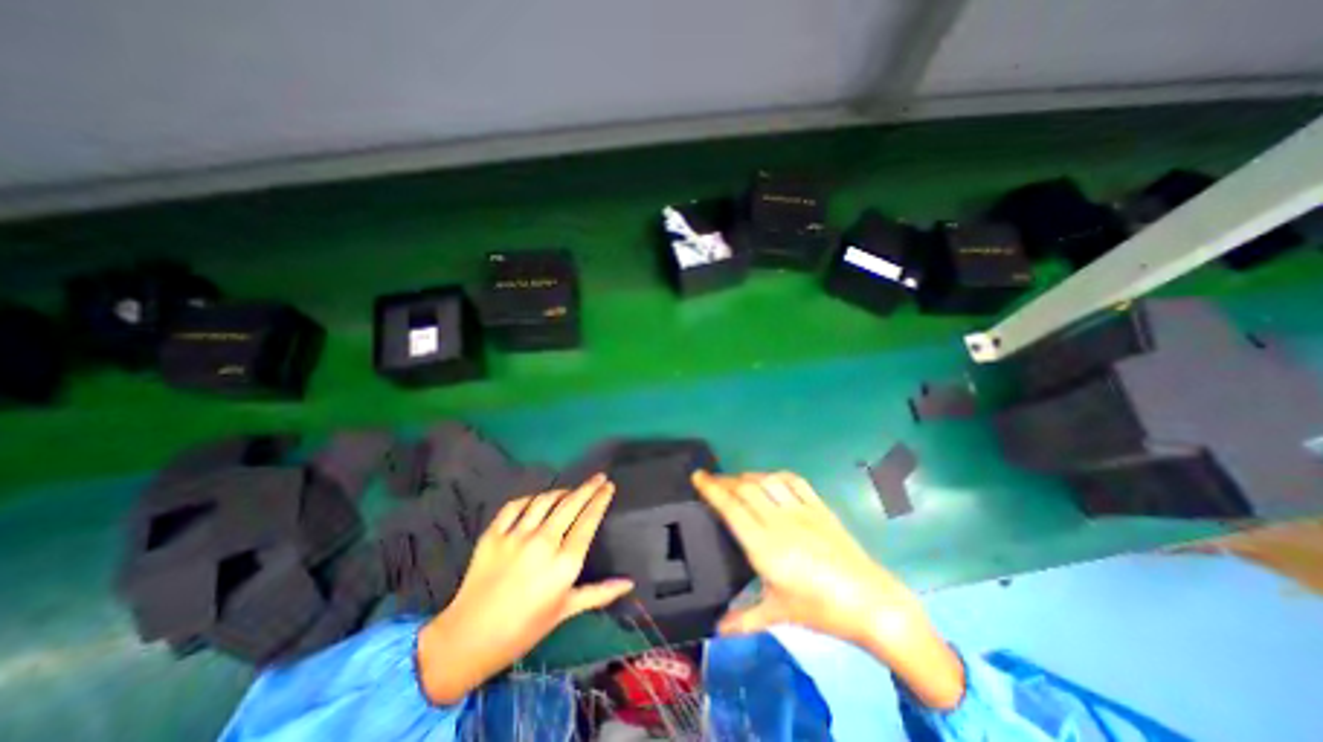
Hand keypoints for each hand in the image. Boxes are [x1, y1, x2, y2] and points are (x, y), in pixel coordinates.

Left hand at [416, 473, 633, 704]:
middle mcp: (543, 543)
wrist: (467, 640)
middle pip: (571, 504)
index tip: (610, 486)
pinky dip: (529, 499)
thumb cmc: (523, 629)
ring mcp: (516, 536)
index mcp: (564, 563)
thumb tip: (629, 583)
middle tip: (599, 477)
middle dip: (588, 487)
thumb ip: (599, 593)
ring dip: (561, 491)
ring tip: (570, 490)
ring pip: (545, 501)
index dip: (601, 500)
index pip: (588, 520)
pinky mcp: (493, 534)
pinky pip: (515, 506)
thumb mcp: (565, 611)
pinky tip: (536, 500)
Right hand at [692, 473, 961, 708]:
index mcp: (765, 547)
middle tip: (711, 480)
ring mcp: (801, 510)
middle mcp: (780, 521)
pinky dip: (775, 474)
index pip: (731, 508)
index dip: (712, 489)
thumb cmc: (820, 610)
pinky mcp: (819, 506)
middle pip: (745, 488)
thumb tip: (716, 629)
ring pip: (766, 480)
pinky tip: (768, 479)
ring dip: (747, 475)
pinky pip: (793, 480)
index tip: (698, 477)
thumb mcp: (778, 615)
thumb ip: (744, 618)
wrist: (871, 602)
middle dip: (724, 480)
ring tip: (736, 480)